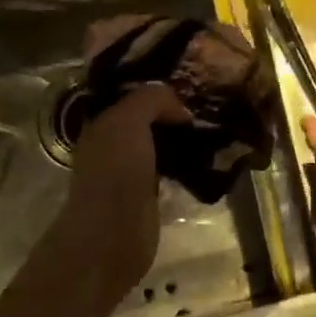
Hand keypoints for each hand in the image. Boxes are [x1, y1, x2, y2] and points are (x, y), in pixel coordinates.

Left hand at [57, 83, 187, 306]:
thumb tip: (180, 108)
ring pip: (160, 142)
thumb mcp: (129, 120)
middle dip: (173, 110)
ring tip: (214, 126)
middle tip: (207, 102)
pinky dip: (186, 162)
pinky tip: (208, 157)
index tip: (189, 81)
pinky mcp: (148, 195)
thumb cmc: (115, 172)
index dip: (156, 86)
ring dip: (182, 137)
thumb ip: (152, 99)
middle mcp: (112, 144)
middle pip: (146, 118)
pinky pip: (169, 168)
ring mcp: (130, 171)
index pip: (130, 94)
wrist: (112, 235)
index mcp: (101, 123)